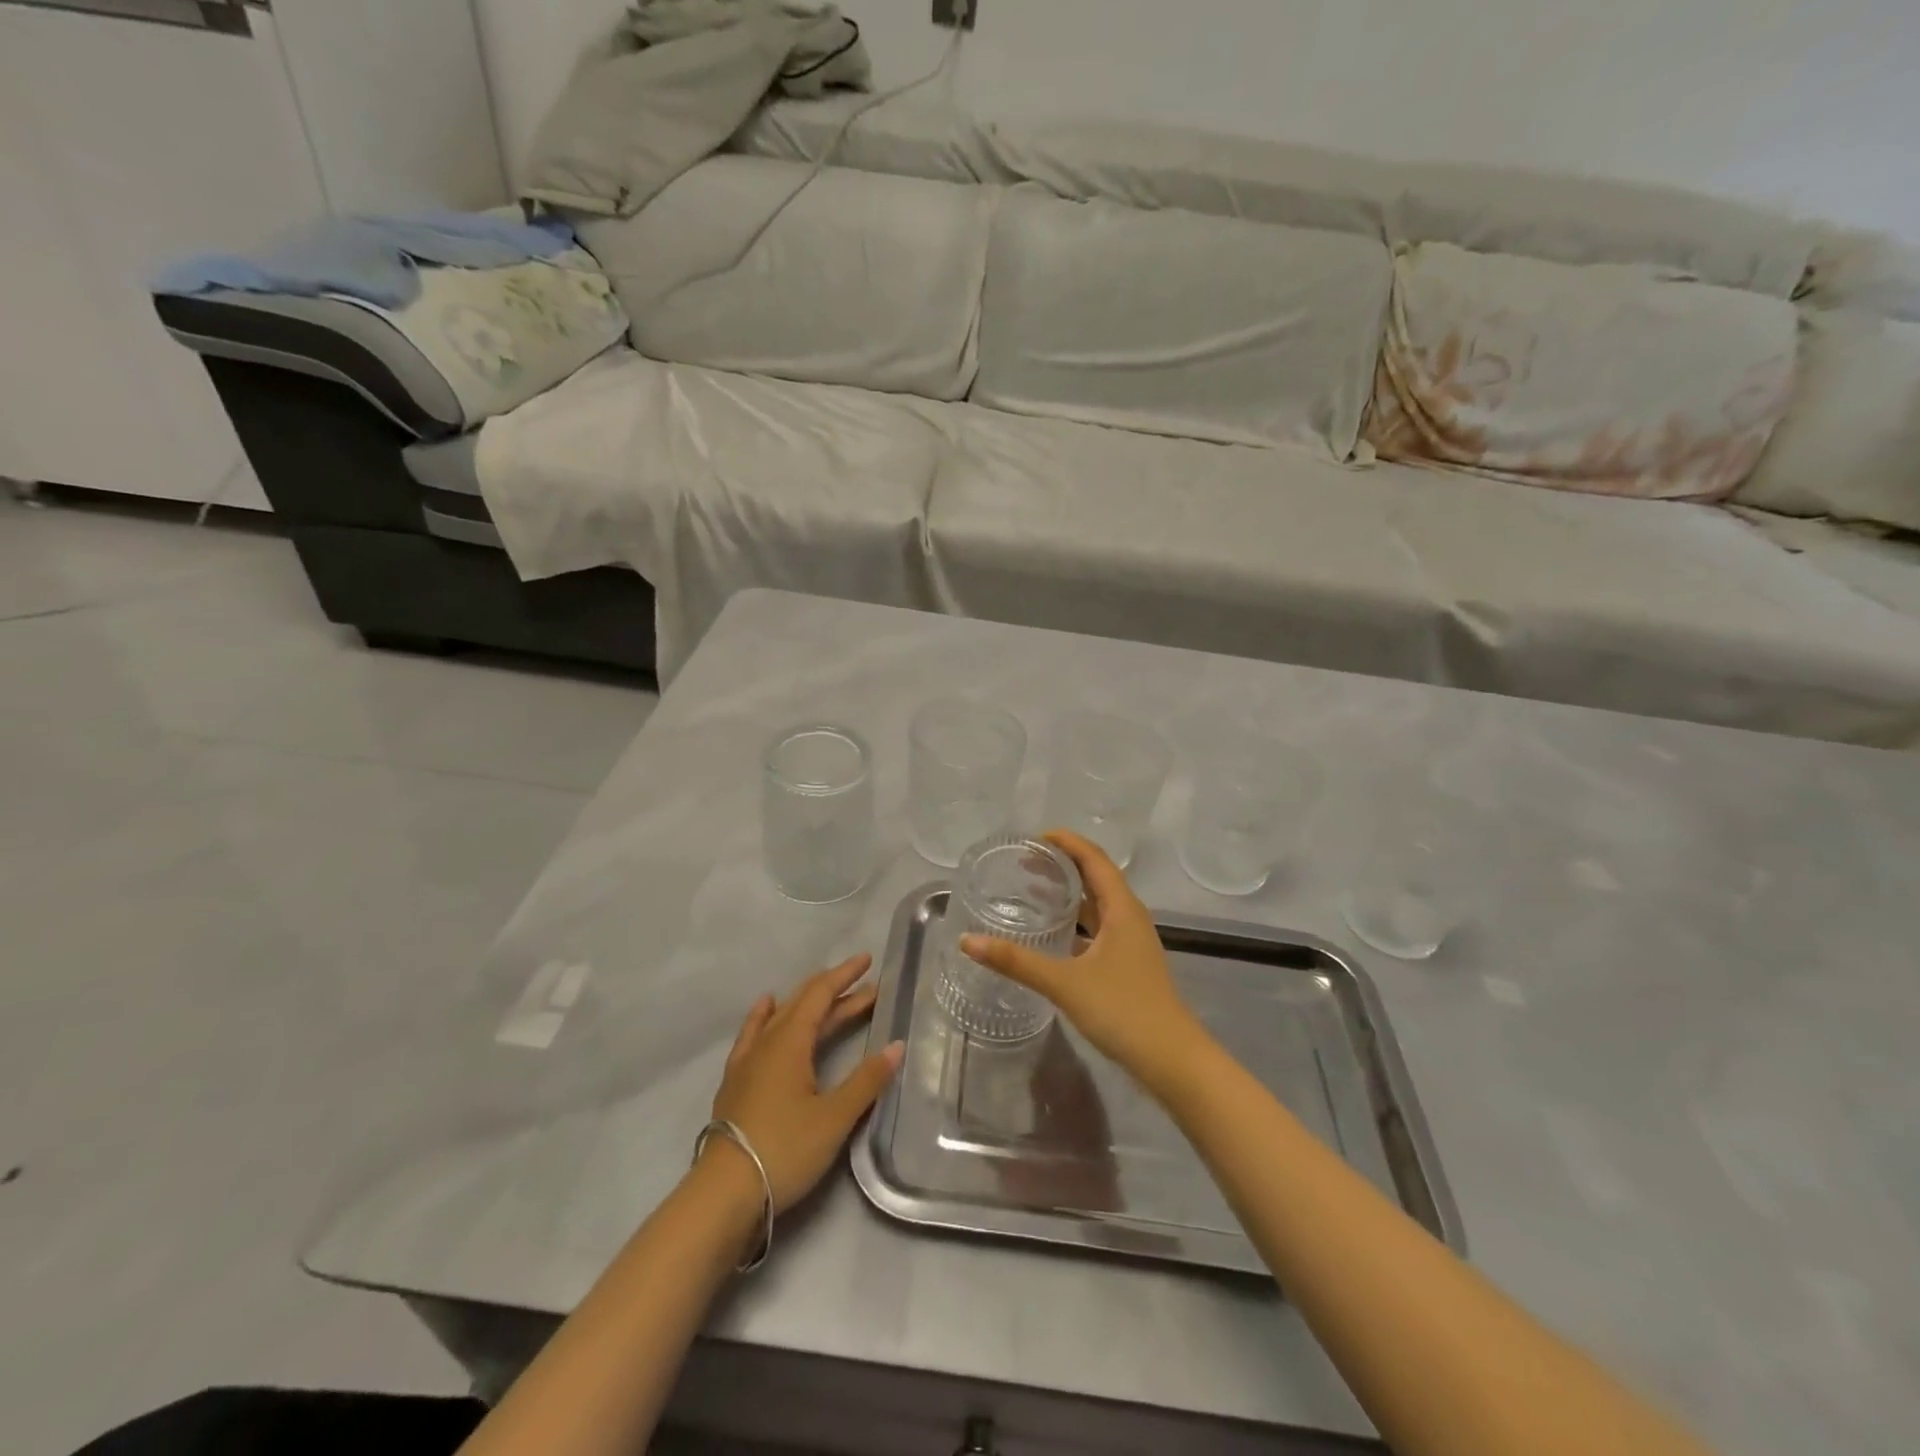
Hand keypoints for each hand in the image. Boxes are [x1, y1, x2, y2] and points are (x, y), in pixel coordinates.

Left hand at [708, 954, 903, 1215]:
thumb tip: (897, 1046)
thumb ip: (867, 1080)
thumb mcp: (835, 1117)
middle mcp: (767, 1042)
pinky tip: (766, 1009)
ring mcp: (747, 1061)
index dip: (845, 976)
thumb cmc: (784, 1149)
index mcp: (791, 1041)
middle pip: (803, 1002)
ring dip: (807, 1002)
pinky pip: (754, 1033)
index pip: (821, 995)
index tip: (868, 961)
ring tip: (824, 989)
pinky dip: (766, 1016)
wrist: (723, 1194)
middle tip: (864, 981)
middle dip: (835, 988)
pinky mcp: (735, 1082)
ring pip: (781, 1016)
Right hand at [961, 830, 1211, 1095]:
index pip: (1093, 858)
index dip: (1066, 841)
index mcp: (1122, 908)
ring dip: (1070, 893)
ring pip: (1098, 904)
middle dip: (1063, 864)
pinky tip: (1053, 935)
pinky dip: (1076, 921)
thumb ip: (1016, 961)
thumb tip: (968, 941)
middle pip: (1096, 876)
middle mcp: (1129, 917)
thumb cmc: (1123, 1010)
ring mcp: (1131, 942)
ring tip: (1034, 890)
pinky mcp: (1128, 965)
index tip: (1032, 838)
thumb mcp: (1065, 982)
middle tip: (1024, 862)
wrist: (1172, 1060)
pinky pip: (1098, 928)